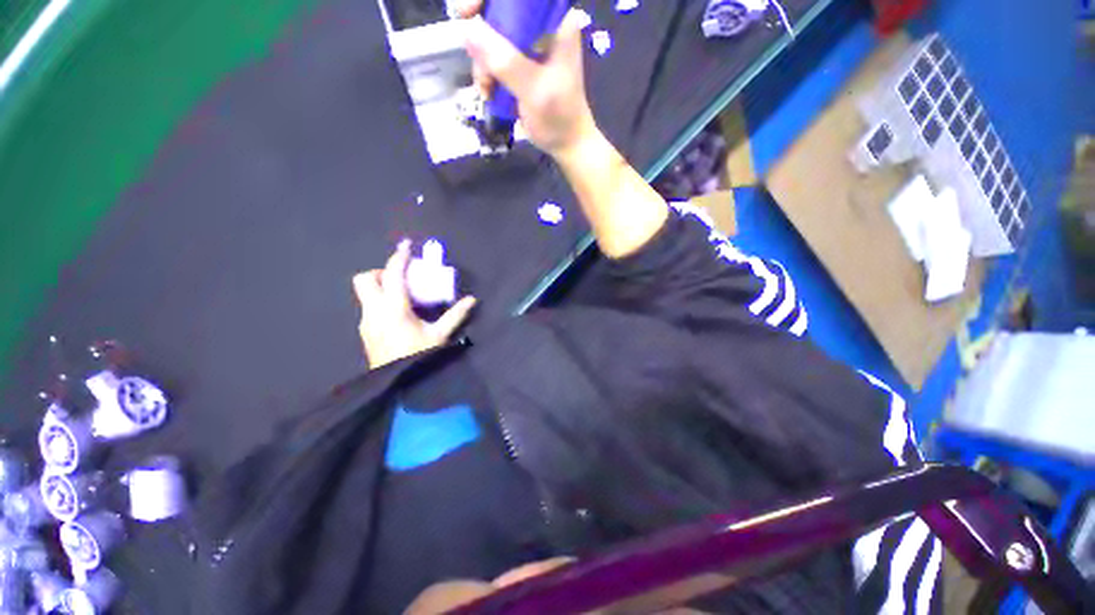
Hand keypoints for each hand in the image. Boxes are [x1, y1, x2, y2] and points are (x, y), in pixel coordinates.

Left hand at [353, 240, 476, 369]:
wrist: (396, 382)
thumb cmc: (418, 356)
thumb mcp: (440, 335)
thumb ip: (455, 315)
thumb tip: (472, 300)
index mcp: (394, 308)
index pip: (393, 275)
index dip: (399, 257)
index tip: (406, 246)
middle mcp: (374, 311)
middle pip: (365, 279)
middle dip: (381, 272)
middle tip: (401, 279)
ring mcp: (366, 322)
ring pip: (365, 294)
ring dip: (381, 288)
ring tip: (403, 297)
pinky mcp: (365, 331)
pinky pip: (369, 307)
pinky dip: (381, 302)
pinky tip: (398, 315)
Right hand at [452, 0, 597, 158]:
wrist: (566, 143)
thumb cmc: (559, 117)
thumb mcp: (534, 90)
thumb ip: (505, 61)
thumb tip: (467, 30)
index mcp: (555, 21)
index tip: (467, 13)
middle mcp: (541, 26)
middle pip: (499, 11)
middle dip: (482, 38)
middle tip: (480, 65)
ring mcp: (530, 45)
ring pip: (491, 36)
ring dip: (483, 62)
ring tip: (488, 88)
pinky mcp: (521, 63)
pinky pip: (493, 56)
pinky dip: (486, 72)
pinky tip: (489, 92)